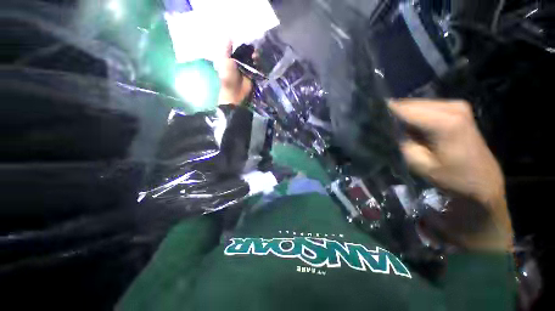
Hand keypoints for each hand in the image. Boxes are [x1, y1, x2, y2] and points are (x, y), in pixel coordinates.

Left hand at [214, 41, 255, 105]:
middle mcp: (240, 63)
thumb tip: (229, 35)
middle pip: (248, 54)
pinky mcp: (253, 76)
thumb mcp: (225, 60)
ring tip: (258, 56)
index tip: (251, 41)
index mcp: (232, 59)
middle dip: (253, 51)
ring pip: (253, 61)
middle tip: (257, 50)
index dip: (246, 45)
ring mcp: (247, 70)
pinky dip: (260, 66)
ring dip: (257, 58)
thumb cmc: (227, 76)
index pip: (240, 49)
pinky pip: (257, 69)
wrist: (234, 92)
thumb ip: (227, 49)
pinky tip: (262, 62)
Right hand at [390, 99, 512, 250]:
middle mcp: (452, 107)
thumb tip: (385, 129)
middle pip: (409, 104)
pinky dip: (411, 117)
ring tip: (388, 128)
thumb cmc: (454, 179)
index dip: (382, 112)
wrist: (483, 183)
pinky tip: (405, 128)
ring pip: (415, 105)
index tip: (365, 117)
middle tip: (375, 125)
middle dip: (390, 114)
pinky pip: (424, 108)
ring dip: (400, 116)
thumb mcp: (420, 164)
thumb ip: (401, 143)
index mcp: (445, 122)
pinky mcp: (456, 109)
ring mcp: (456, 106)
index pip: (403, 109)